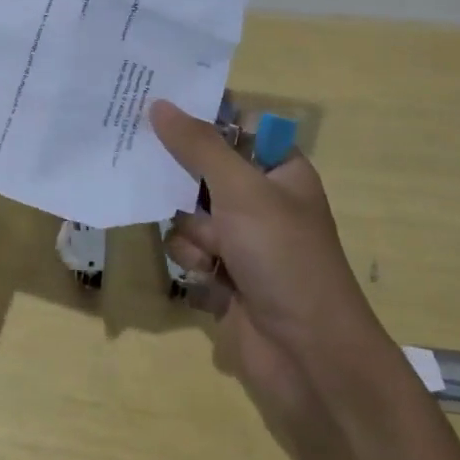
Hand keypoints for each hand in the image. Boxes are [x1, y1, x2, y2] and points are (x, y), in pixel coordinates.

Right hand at [150, 99, 386, 428]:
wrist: (308, 355)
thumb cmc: (284, 257)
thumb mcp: (242, 190)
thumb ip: (197, 145)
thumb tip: (159, 104)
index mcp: (280, 171)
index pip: (234, 128)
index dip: (199, 118)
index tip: (158, 109)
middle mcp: (261, 200)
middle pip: (203, 170)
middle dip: (184, 181)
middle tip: (151, 169)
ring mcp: (242, 239)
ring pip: (188, 212)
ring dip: (192, 230)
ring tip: (214, 251)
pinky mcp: (224, 273)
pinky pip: (188, 248)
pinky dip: (194, 260)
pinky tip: (211, 277)